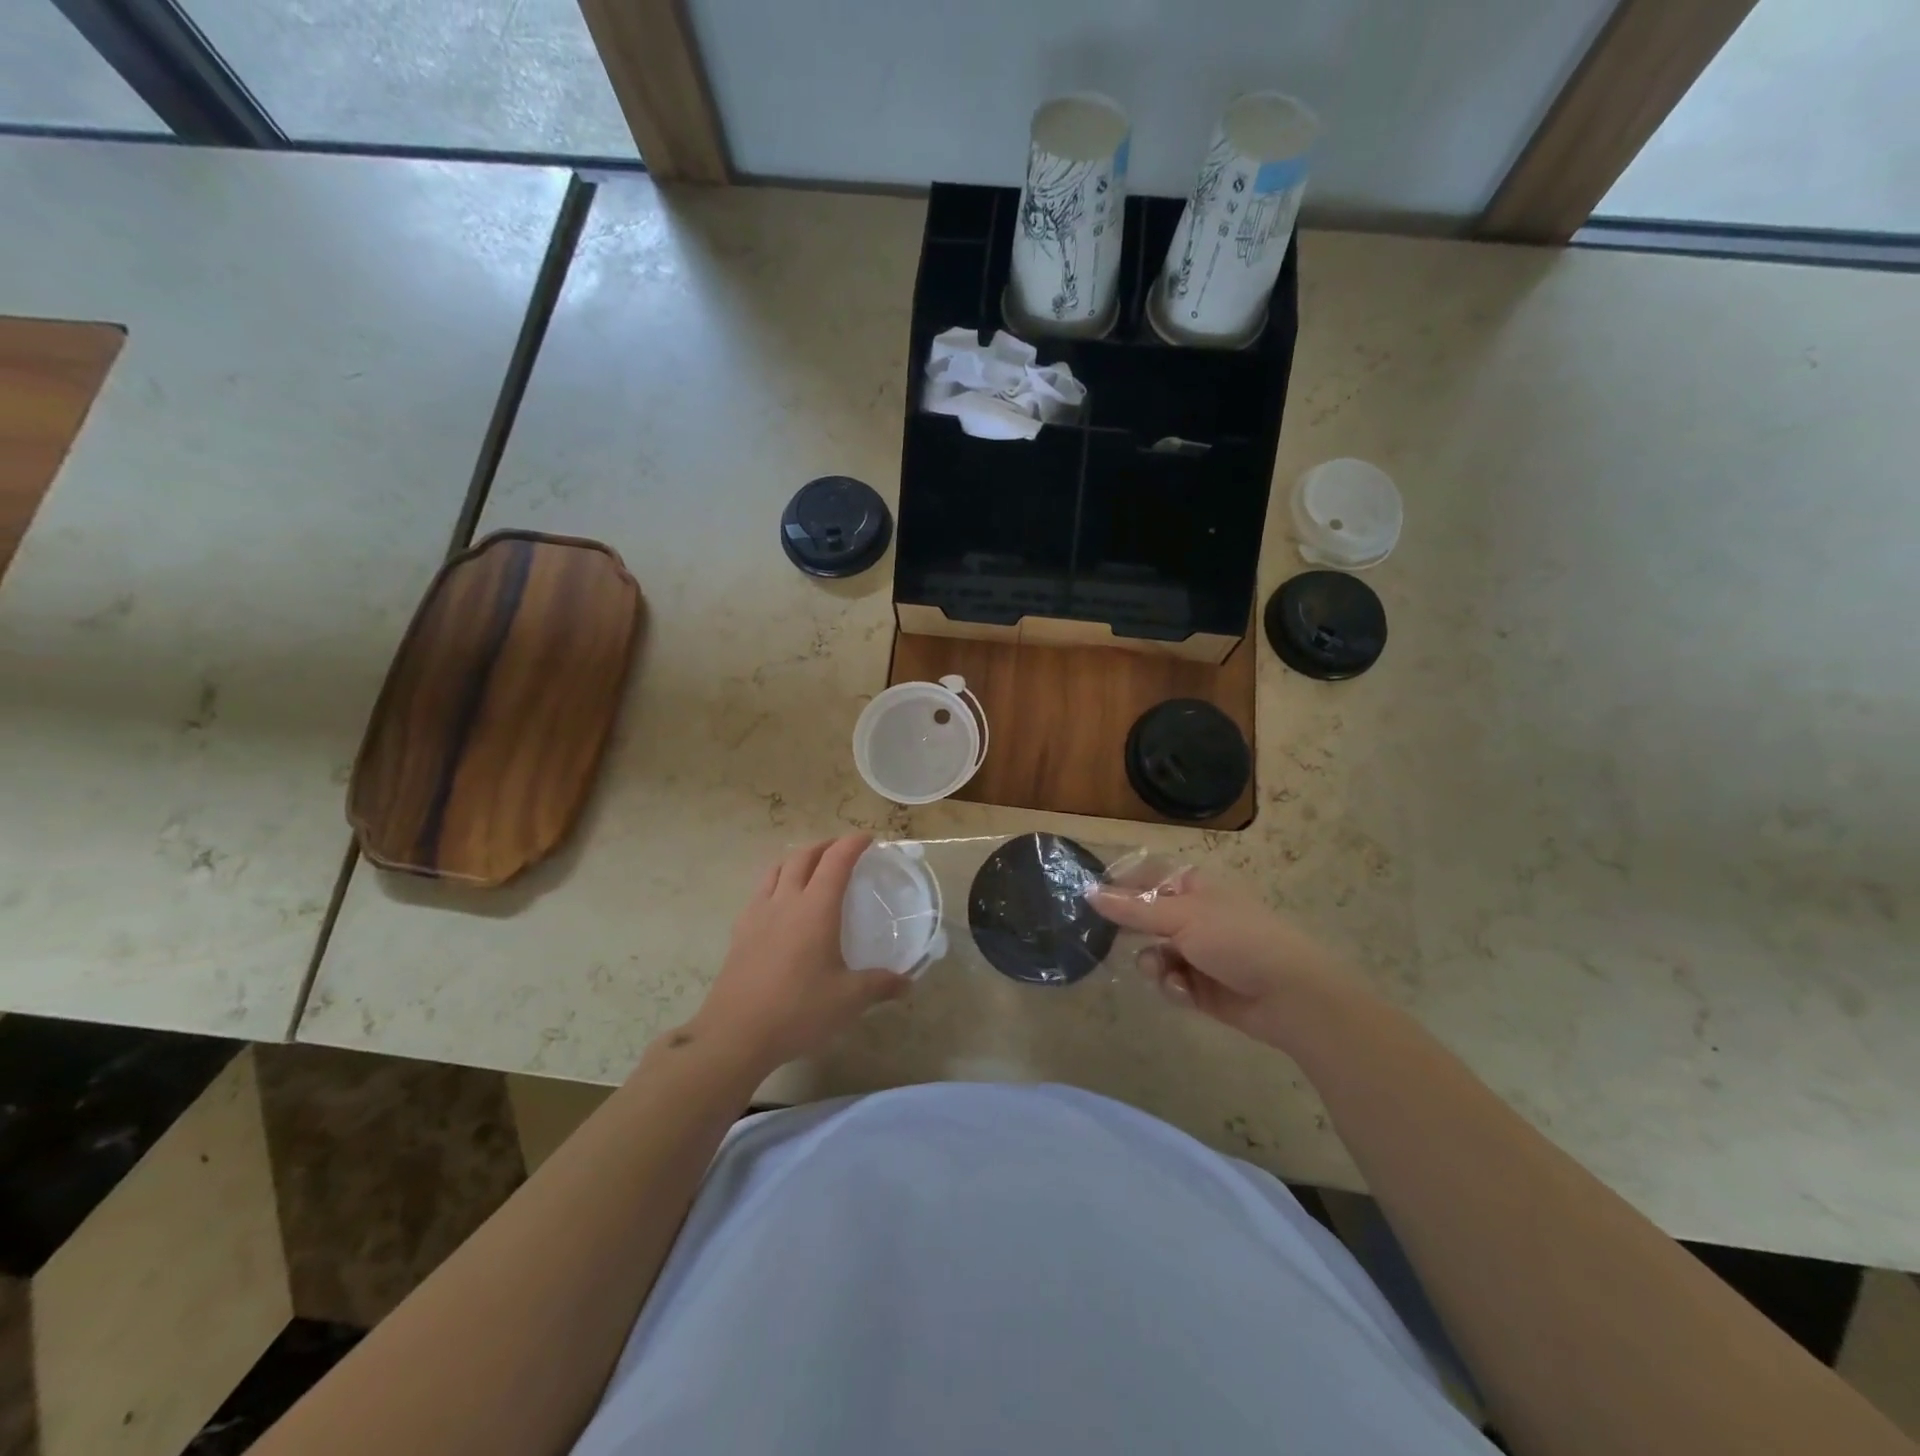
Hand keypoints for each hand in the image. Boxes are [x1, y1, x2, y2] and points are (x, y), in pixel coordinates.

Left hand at [690, 835, 909, 1071]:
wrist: (735, 1034)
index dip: (852, 844)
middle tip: (841, 849)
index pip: (836, 861)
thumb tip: (906, 983)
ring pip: (776, 869)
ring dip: (796, 859)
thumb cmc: (798, 1010)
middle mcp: (786, 901)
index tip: (868, 838)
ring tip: (809, 866)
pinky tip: (779, 902)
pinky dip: (775, 882)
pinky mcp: (740, 932)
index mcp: (816, 908)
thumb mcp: (848, 1000)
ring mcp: (758, 914)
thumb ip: (880, 986)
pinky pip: (759, 892)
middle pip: (803, 857)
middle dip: (824, 846)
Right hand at [1088, 868, 1345, 1047]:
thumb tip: (1089, 892)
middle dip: (1132, 932)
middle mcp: (1193, 915)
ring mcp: (1197, 952)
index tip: (1091, 898)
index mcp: (1193, 887)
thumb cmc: (1237, 939)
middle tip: (1106, 939)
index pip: (1146, 877)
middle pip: (1145, 918)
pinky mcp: (1200, 986)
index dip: (1120, 885)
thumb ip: (1132, 909)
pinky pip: (1170, 981)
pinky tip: (1186, 993)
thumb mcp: (1181, 918)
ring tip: (1166, 973)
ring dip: (1154, 964)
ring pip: (1153, 953)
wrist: (1289, 995)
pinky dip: (1174, 986)